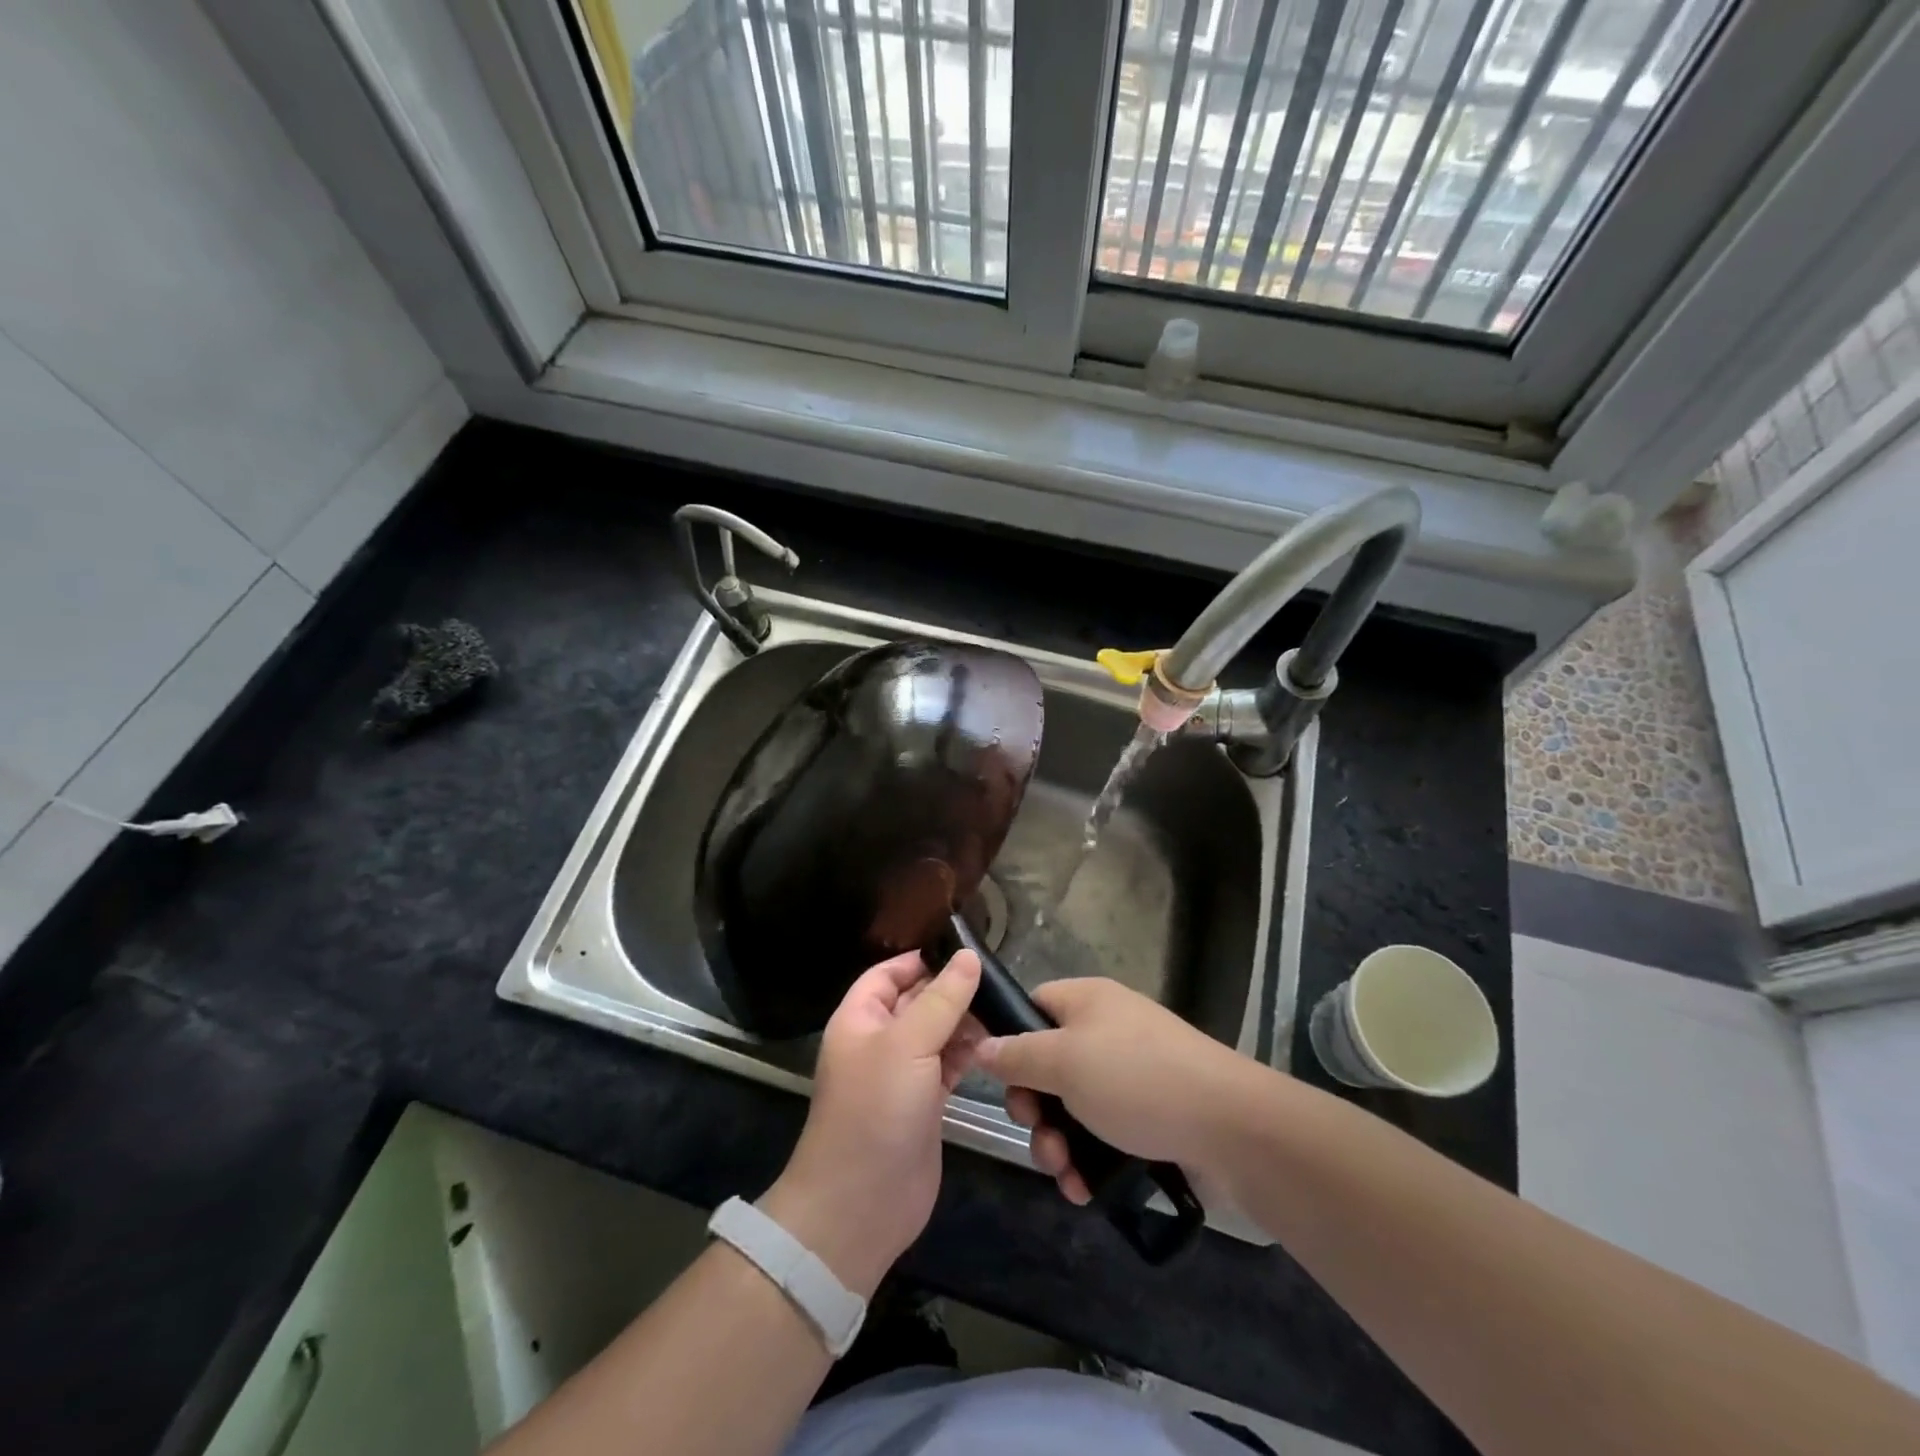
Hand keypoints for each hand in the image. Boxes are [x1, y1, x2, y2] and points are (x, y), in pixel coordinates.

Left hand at [761, 950, 982, 1296]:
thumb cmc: (876, 1111)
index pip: (889, 972)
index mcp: (860, 1018)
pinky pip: (948, 1064)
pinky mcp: (925, 1102)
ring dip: (964, 1021)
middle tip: (997, 979)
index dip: (923, 959)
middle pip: (917, 1000)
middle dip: (951, 989)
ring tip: (1001, 1011)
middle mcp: (880, 1041)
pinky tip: (994, 1044)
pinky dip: (968, 1053)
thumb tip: (969, 956)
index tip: (966, 950)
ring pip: (937, 1032)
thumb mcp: (908, 1045)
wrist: (861, 1205)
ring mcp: (902, 1074)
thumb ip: (942, 999)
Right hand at [969, 977, 1256, 1204]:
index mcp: (1087, 1001)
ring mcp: (1130, 1075)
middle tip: (1037, 1134)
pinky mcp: (1149, 1115)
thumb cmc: (1136, 1080)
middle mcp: (1106, 1030)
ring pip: (1072, 1106)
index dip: (1010, 1040)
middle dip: (1035, 1108)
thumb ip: (1017, 1056)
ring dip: (1058, 1143)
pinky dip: (1088, 1159)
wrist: (1230, 1126)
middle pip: (1047, 1064)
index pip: (1032, 1006)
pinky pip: (1103, 1132)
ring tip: (1064, 1173)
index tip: (1001, 1081)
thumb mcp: (1064, 1062)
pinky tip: (1085, 1189)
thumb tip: (981, 1045)